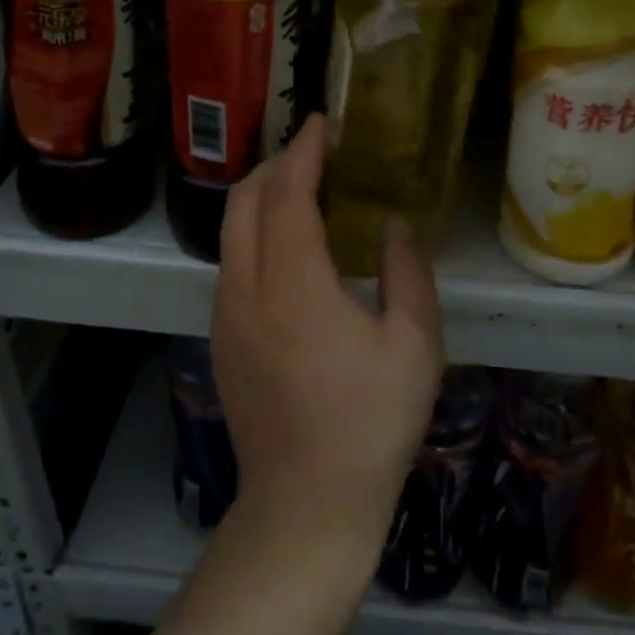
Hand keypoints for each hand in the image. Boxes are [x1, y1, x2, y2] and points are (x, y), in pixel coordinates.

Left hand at [212, 117, 445, 563]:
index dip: (304, 152)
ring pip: (230, 228)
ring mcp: (225, 314)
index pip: (287, 195)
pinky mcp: (220, 336)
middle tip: (319, 152)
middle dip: (277, 163)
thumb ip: (407, 272)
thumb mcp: (415, 346)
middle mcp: (246, 290)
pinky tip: (291, 244)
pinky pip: (231, 259)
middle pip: (244, 200)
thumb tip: (392, 225)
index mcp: (294, 287)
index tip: (324, 124)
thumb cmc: (370, 426)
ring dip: (263, 195)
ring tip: (308, 188)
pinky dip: (255, 229)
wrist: (304, 509)